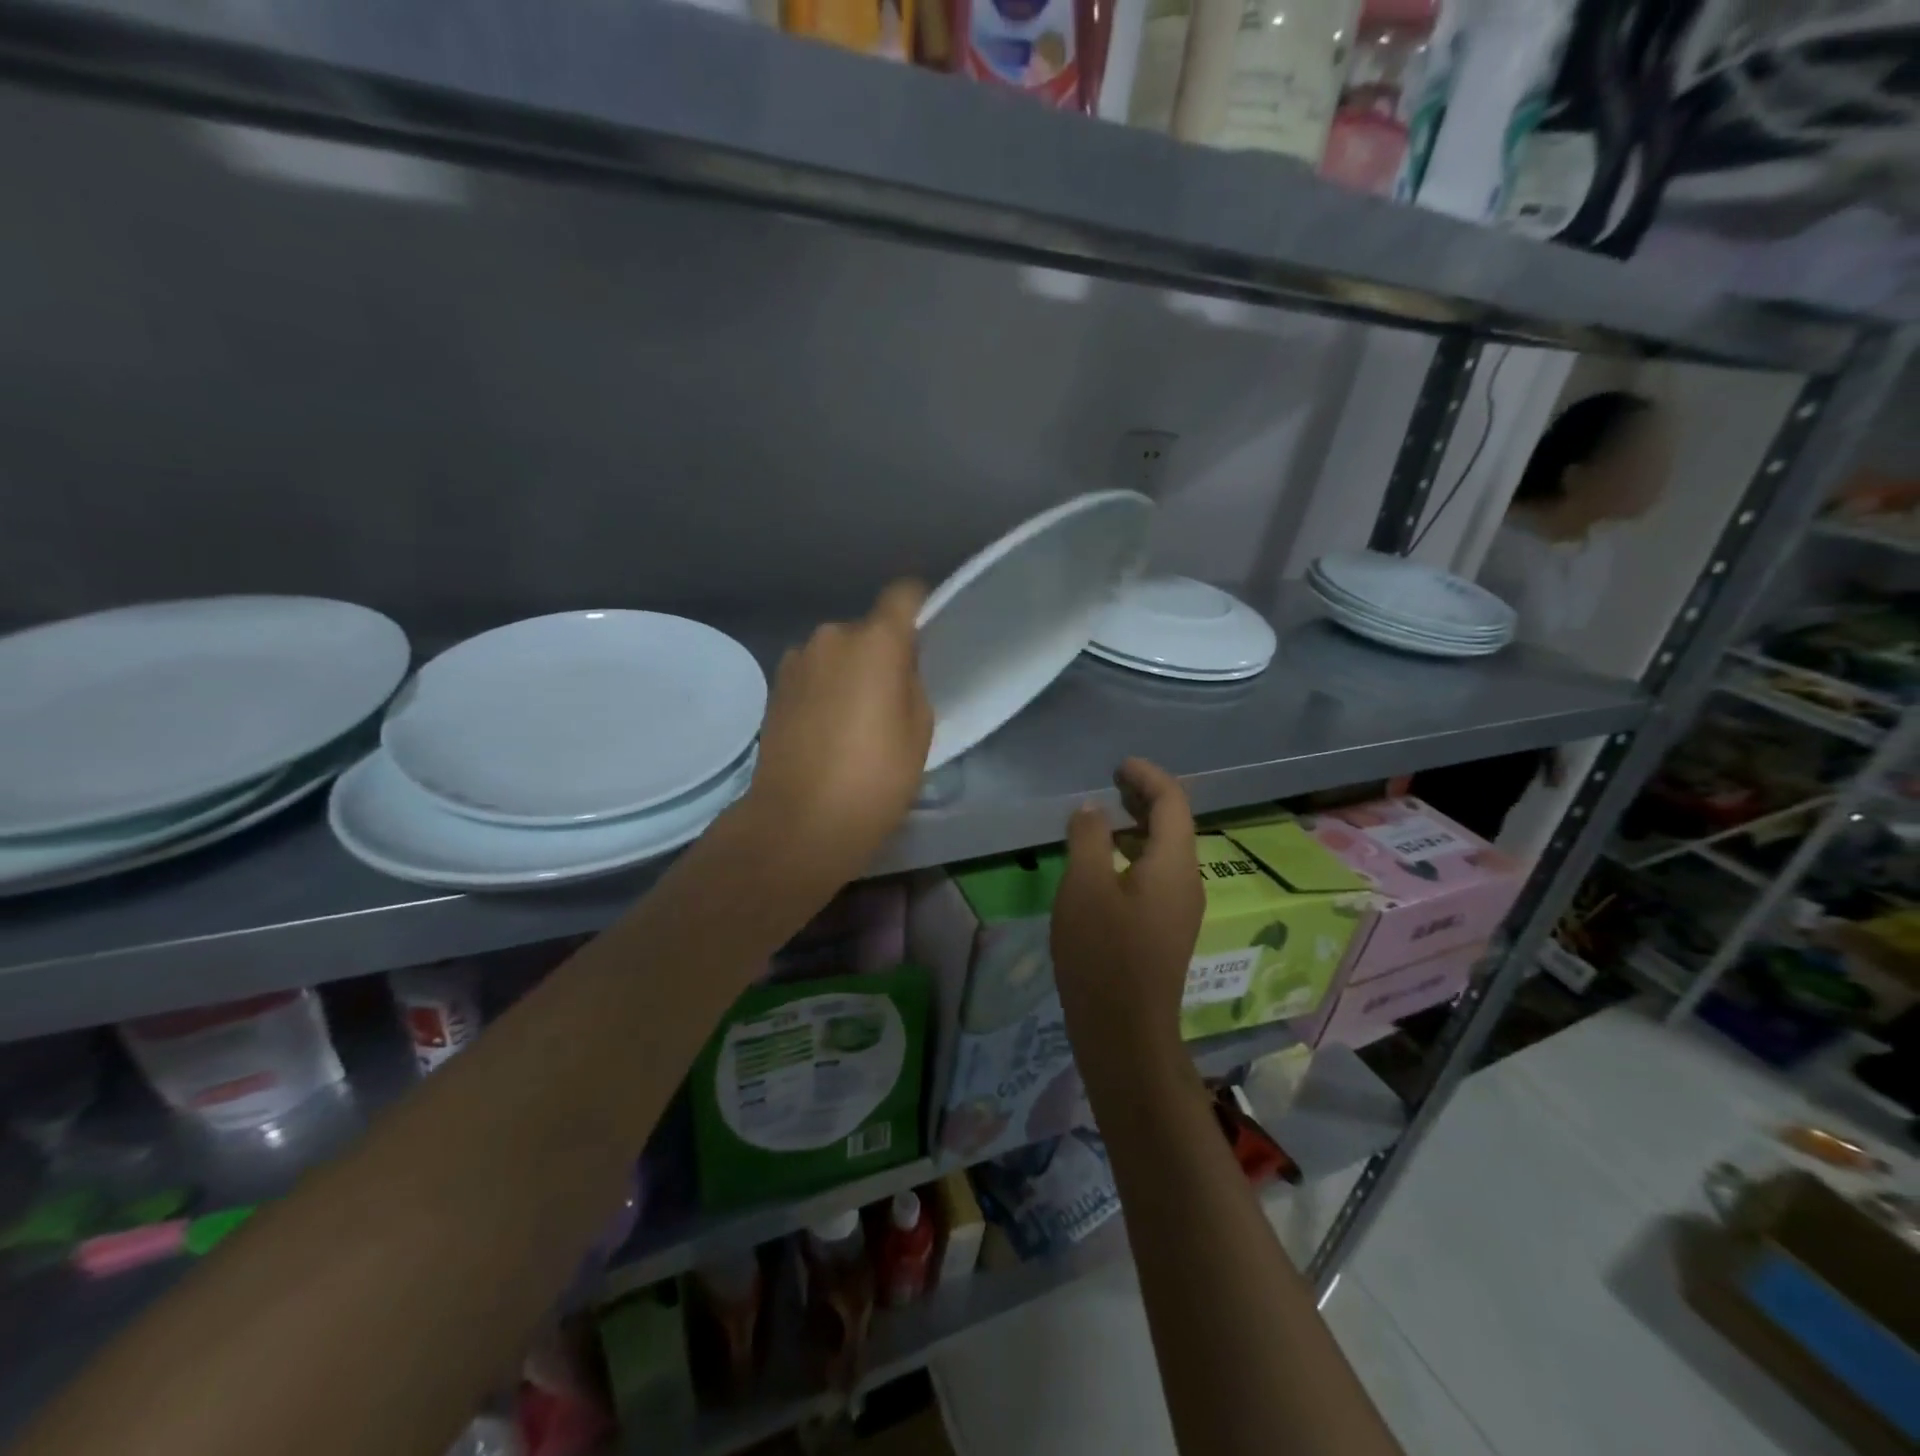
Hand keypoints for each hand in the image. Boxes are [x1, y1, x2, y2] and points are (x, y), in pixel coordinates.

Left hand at [741, 580, 932, 892]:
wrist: (798, 821)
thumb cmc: (874, 779)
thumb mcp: (919, 731)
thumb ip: (911, 683)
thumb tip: (895, 668)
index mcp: (876, 641)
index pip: (903, 594)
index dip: (917, 606)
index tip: (925, 632)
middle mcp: (832, 636)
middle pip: (867, 629)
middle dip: (880, 653)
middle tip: (889, 697)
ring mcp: (797, 659)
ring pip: (837, 653)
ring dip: (848, 672)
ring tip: (854, 720)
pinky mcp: (774, 686)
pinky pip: (813, 673)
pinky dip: (823, 689)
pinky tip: (826, 729)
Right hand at [1051, 758, 1203, 1063]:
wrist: (1124, 1031)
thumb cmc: (1103, 953)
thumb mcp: (1085, 886)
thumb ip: (1089, 838)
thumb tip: (1094, 810)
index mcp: (1174, 864)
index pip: (1173, 802)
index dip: (1148, 776)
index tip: (1118, 765)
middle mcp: (1187, 881)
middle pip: (1174, 825)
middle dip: (1145, 797)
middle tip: (1111, 782)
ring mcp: (1180, 909)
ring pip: (1165, 852)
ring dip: (1139, 826)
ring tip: (1104, 817)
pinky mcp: (1166, 930)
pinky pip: (1157, 875)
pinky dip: (1135, 854)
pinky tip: (1105, 865)